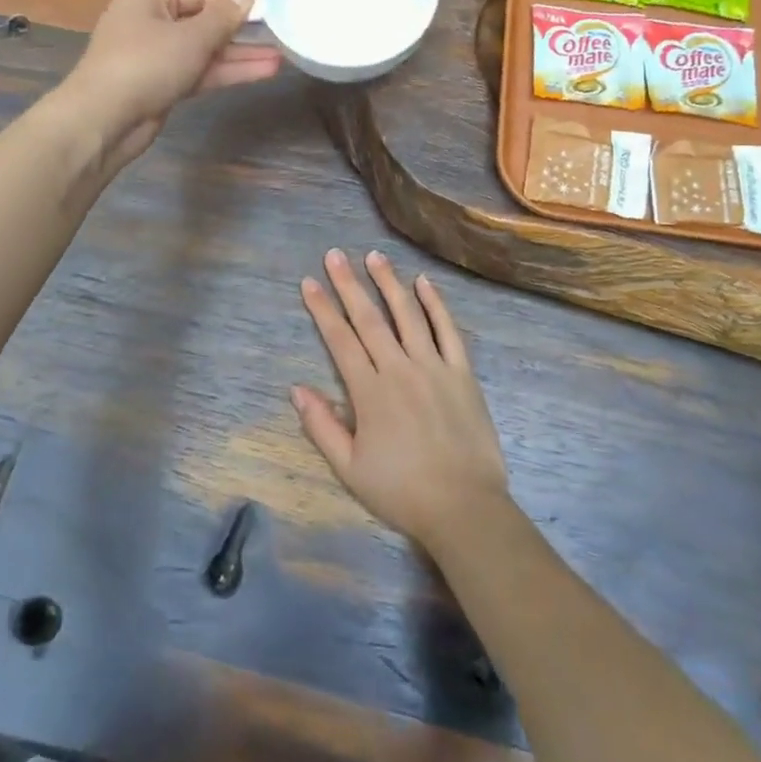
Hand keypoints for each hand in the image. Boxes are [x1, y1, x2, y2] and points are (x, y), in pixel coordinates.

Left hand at [64, 0, 280, 170]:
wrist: (104, 121)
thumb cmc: (146, 65)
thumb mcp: (190, 37)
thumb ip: (223, 17)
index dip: (233, 1)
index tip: (266, 12)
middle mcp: (150, 23)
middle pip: (203, 22)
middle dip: (241, 32)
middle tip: (279, 35)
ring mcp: (155, 57)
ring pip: (204, 51)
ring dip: (239, 55)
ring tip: (280, 57)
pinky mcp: (162, 86)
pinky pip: (199, 72)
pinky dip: (225, 72)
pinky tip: (260, 73)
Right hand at [292, 249, 509, 550]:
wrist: (464, 507)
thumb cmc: (401, 491)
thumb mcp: (349, 468)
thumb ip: (321, 426)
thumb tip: (296, 389)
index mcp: (369, 391)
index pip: (340, 339)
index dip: (322, 309)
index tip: (309, 282)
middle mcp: (399, 368)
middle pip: (370, 318)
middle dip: (349, 284)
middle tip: (335, 254)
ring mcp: (434, 366)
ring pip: (408, 315)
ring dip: (389, 283)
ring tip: (375, 256)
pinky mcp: (462, 373)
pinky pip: (448, 330)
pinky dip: (436, 304)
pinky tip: (424, 283)